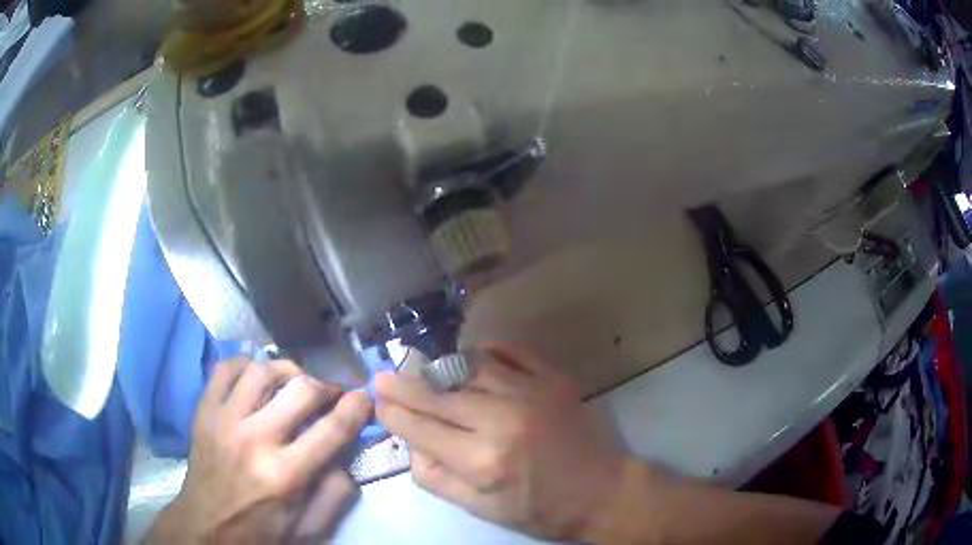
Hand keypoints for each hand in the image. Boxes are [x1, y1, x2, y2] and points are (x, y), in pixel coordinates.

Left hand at [146, 359, 372, 543]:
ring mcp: (224, 420)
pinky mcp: (204, 411)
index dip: (356, 407)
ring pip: (263, 370)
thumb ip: (336, 492)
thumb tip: (346, 452)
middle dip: (327, 385)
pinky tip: (258, 375)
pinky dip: (247, 364)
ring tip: (297, 380)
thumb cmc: (261, 530)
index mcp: (285, 475)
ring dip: (289, 370)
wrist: (207, 525)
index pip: (331, 429)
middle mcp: (254, 440)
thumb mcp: (310, 526)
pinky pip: (226, 369)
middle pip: (301, 389)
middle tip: (333, 392)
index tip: (364, 396)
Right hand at [374, 343, 634, 540]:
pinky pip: (512, 351)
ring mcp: (531, 392)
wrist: (600, 492)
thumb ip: (438, 479)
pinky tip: (472, 356)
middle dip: (405, 385)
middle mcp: (502, 420)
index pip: (422, 428)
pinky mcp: (554, 379)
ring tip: (424, 371)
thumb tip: (411, 445)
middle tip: (383, 376)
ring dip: (441, 368)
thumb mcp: (481, 509)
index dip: (394, 413)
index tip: (378, 402)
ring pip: (470, 367)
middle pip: (439, 394)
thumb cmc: (538, 508)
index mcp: (482, 461)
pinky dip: (487, 351)